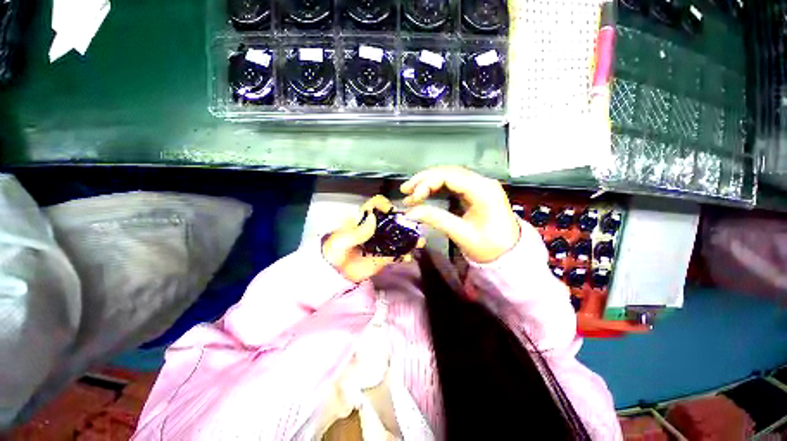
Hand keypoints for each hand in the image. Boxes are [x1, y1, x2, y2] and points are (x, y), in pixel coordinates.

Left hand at [323, 195, 424, 282]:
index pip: (375, 205)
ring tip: (418, 242)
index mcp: (363, 220)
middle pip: (392, 220)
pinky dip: (404, 255)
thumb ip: (357, 231)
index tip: (391, 211)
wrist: (334, 274)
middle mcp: (375, 228)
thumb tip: (373, 218)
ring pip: (397, 237)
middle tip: (414, 227)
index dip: (384, 205)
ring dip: (409, 239)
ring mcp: (381, 242)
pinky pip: (396, 254)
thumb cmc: (334, 252)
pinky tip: (408, 257)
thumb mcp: (341, 241)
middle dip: (404, 222)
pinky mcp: (383, 256)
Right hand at [401, 166, 519, 263]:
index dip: (427, 183)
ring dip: (429, 182)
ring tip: (411, 192)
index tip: (412, 197)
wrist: (511, 255)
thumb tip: (409, 213)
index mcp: (483, 190)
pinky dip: (437, 187)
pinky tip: (425, 193)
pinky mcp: (476, 192)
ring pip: (449, 176)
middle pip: (448, 172)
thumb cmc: (490, 247)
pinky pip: (453, 183)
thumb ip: (436, 219)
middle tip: (405, 190)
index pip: (449, 176)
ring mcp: (480, 186)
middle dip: (424, 180)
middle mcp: (482, 182)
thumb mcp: (462, 234)